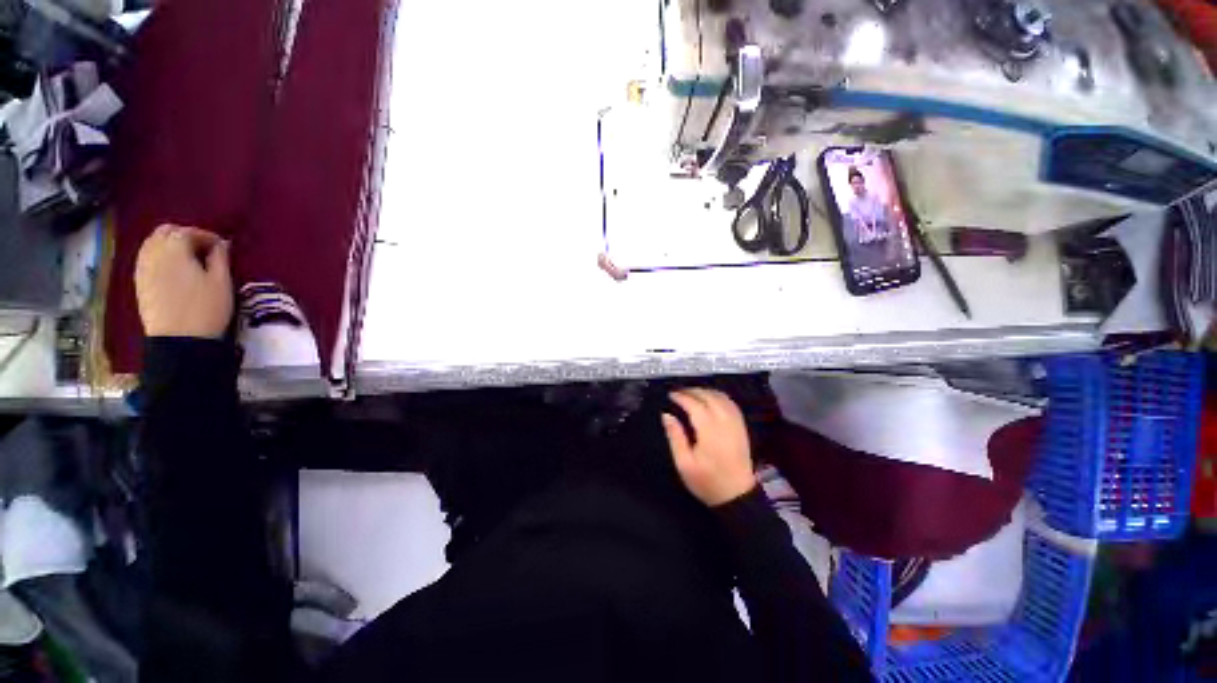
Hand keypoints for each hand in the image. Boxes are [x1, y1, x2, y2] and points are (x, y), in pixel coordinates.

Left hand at [135, 224, 232, 338]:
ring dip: (170, 244)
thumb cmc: (206, 308)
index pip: (189, 231)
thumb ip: (220, 258)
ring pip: (152, 243)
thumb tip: (221, 244)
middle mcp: (154, 252)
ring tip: (189, 258)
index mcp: (176, 250)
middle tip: (204, 249)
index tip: (223, 247)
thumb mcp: (221, 282)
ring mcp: (143, 267)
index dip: (207, 236)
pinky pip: (146, 257)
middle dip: (185, 235)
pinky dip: (159, 255)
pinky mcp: (140, 281)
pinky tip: (173, 268)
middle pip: (165, 232)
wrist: (179, 339)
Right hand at [662, 389, 755, 506]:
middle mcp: (724, 422)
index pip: (695, 405)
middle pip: (709, 397)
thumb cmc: (707, 481)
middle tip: (679, 393)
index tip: (671, 395)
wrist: (736, 495)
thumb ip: (675, 436)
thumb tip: (666, 415)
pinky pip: (731, 404)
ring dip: (706, 392)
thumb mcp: (684, 463)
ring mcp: (736, 424)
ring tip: (692, 394)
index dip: (682, 397)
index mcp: (709, 431)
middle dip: (693, 391)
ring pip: (721, 397)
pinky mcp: (742, 427)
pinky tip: (710, 399)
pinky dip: (719, 396)